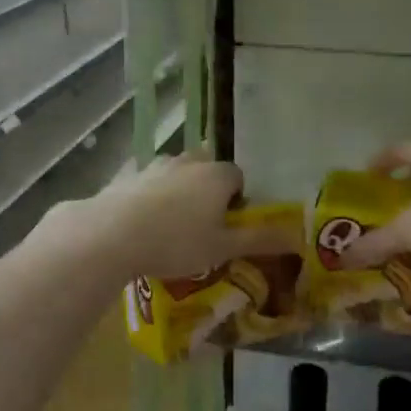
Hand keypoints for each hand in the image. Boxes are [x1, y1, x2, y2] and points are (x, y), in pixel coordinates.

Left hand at [48, 154, 301, 283]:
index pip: (238, 177)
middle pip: (206, 169)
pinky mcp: (125, 177)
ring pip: (175, 173)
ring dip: (178, 191)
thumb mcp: (223, 248)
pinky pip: (145, 183)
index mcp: (216, 175)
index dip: (237, 200)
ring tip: (171, 226)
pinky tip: (141, 222)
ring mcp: (153, 166)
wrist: (111, 235)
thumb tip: (299, 236)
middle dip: (208, 191)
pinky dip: (148, 196)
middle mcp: (187, 162)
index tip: (228, 225)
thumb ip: (260, 240)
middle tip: (201, 225)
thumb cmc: (176, 242)